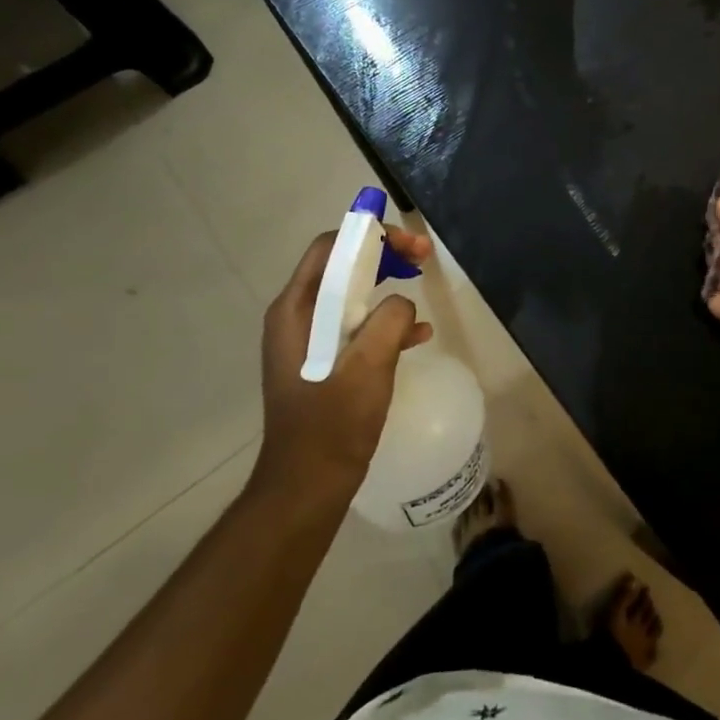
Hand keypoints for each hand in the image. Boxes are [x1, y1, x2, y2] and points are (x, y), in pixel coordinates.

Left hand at [253, 226, 434, 504]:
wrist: (308, 484)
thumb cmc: (333, 423)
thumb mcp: (369, 365)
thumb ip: (390, 320)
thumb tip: (401, 304)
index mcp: (297, 310)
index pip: (331, 248)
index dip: (371, 235)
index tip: (410, 245)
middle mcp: (297, 317)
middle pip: (341, 267)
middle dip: (384, 256)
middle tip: (422, 259)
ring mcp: (309, 341)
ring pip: (352, 295)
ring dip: (388, 286)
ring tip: (422, 287)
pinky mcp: (325, 362)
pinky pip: (356, 326)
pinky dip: (385, 321)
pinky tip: (418, 336)